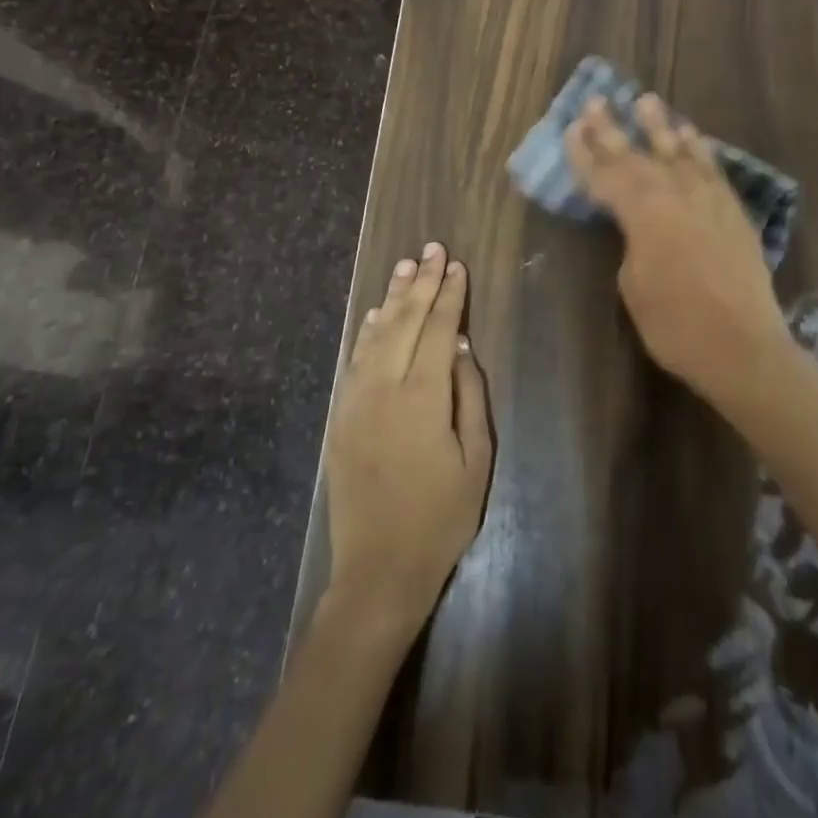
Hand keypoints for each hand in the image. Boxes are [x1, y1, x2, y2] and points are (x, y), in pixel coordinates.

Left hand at [324, 242, 492, 639]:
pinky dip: (365, 332)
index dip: (449, 295)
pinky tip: (374, 315)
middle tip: (432, 249)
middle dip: (421, 283)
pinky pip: (354, 361)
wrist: (380, 568)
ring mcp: (356, 401)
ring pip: (375, 335)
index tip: (456, 265)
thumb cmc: (442, 516)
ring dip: (391, 298)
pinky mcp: (341, 417)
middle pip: (404, 322)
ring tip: (405, 267)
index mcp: (422, 396)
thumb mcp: (476, 458)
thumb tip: (460, 346)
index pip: (437, 329)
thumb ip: (469, 395)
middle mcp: (384, 388)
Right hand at [566, 94, 792, 394]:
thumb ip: (632, 243)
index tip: (570, 128)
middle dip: (612, 129)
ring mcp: (708, 199)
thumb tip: (640, 227)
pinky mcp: (733, 211)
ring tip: (647, 101)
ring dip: (660, 127)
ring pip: (680, 152)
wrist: (743, 346)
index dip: (584, 153)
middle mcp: (675, 194)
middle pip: (637, 155)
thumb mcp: (633, 286)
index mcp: (642, 213)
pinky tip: (693, 136)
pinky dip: (700, 150)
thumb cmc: (675, 324)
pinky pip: (713, 169)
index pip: (605, 176)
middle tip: (596, 101)